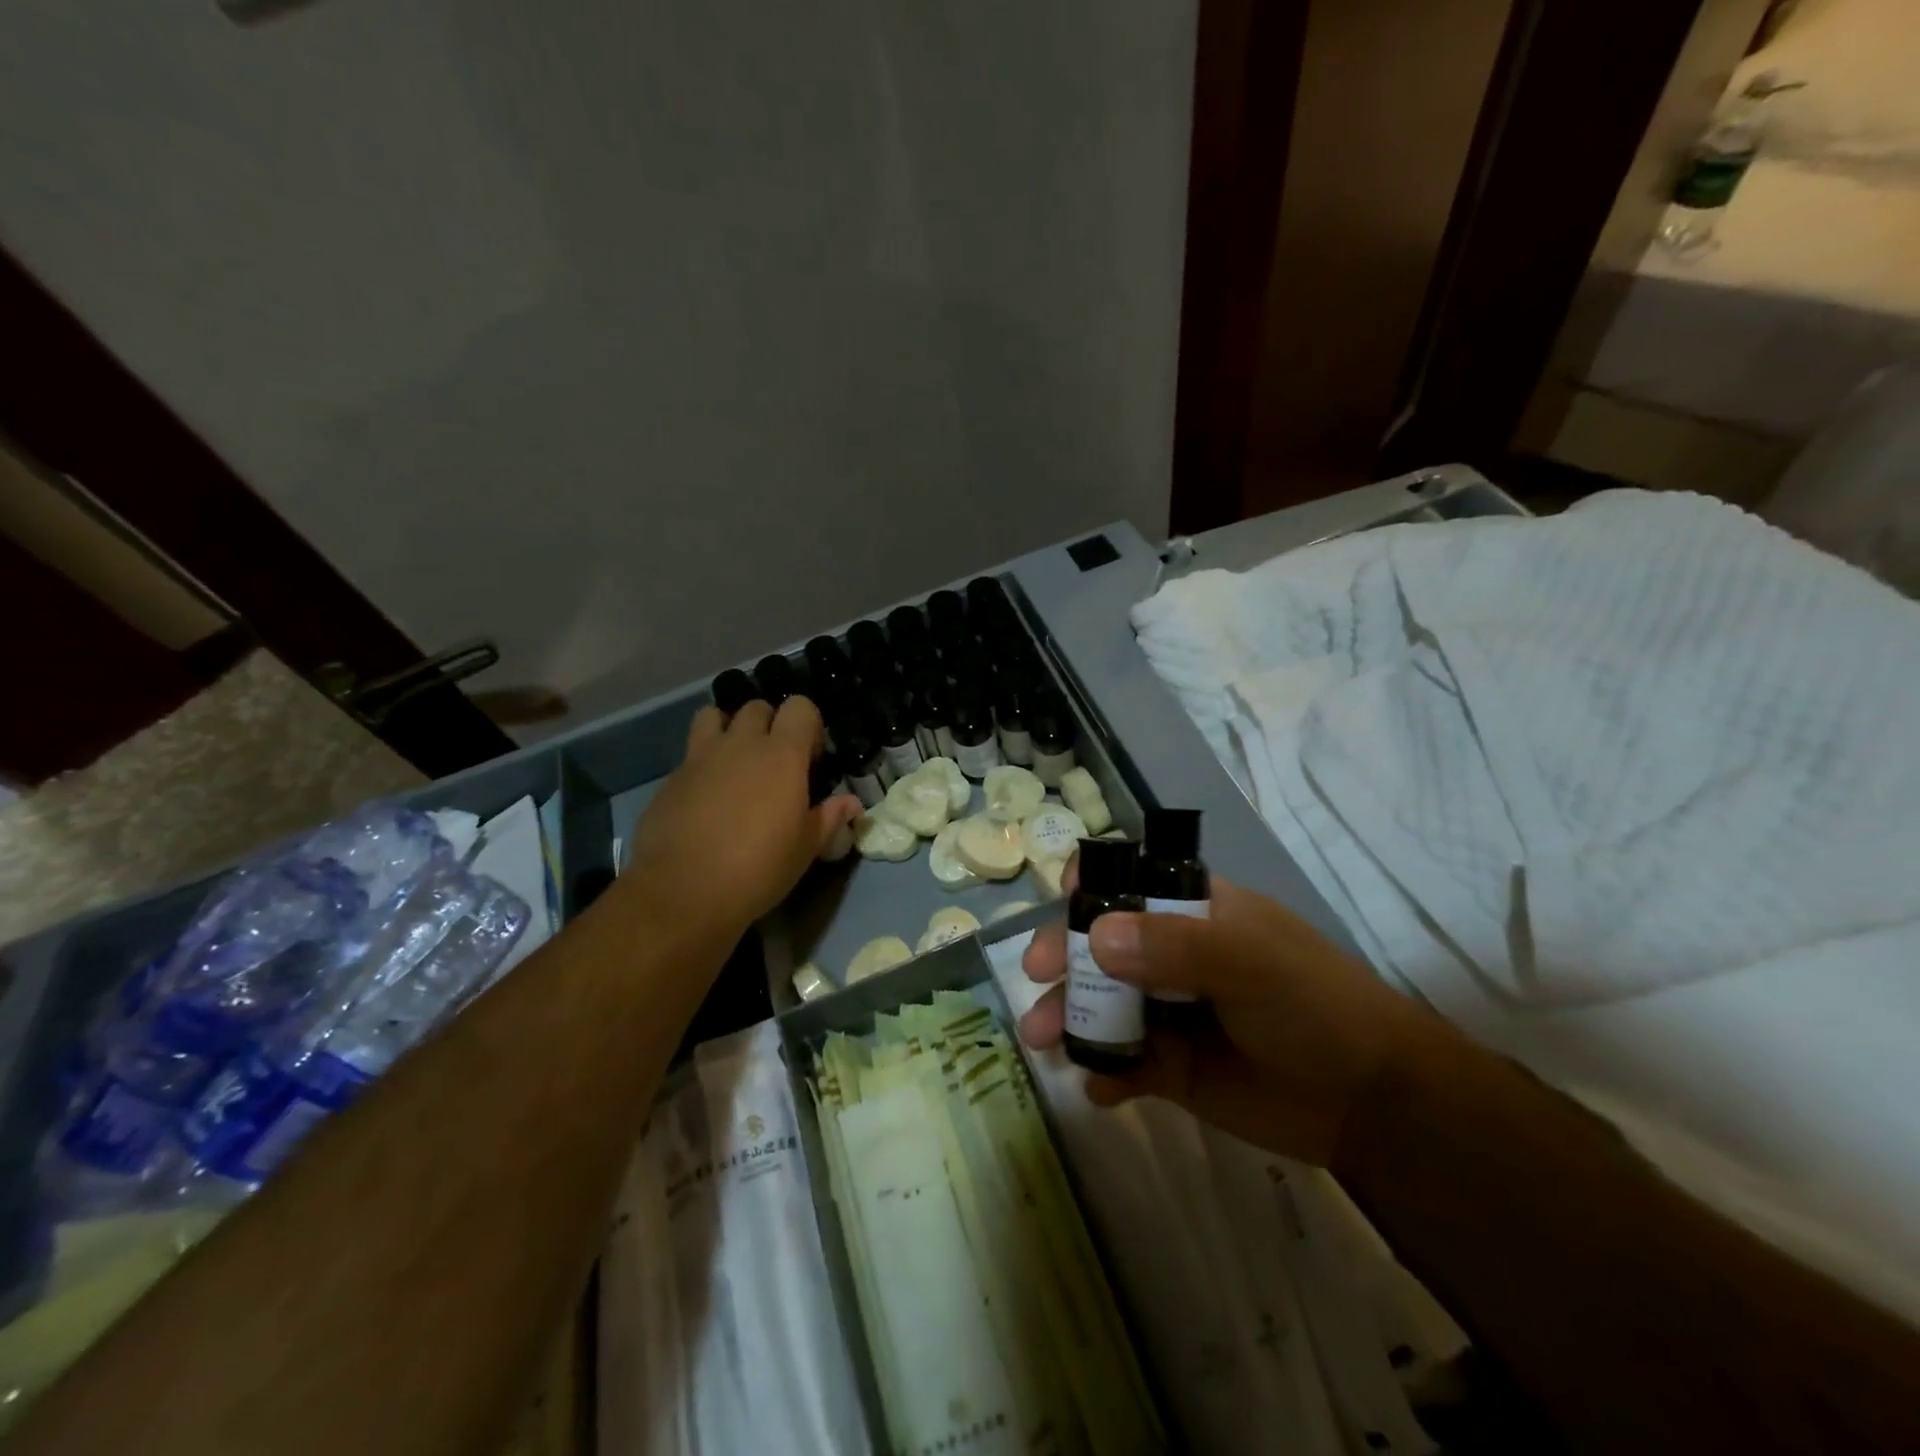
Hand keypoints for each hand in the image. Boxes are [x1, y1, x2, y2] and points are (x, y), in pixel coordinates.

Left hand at [627, 697, 860, 935]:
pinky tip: (705, 798)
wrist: (683, 891)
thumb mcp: (805, 849)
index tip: (810, 758)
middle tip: (774, 761)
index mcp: (782, 755)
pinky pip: (690, 755)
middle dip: (769, 724)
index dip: (809, 725)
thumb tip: (852, 804)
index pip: (800, 707)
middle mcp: (741, 744)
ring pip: (713, 716)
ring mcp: (700, 757)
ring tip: (734, 762)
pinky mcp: (670, 778)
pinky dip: (702, 764)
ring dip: (727, 729)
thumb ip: (829, 818)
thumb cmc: (758, 868)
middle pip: (757, 707)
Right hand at [1020, 866, 1438, 1165]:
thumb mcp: (1251, 963)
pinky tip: (1098, 1088)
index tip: (1065, 896)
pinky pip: (1121, 1062)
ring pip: (1100, 1003)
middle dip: (1063, 954)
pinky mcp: (1169, 1066)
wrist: (1368, 1103)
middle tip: (1037, 976)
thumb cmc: (1314, 1005)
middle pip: (1099, 943)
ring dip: (1069, 1016)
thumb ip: (1175, 947)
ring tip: (1044, 1041)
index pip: (1131, 881)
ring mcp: (1167, 1010)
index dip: (1094, 883)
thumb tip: (1094, 936)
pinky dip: (1102, 1072)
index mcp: (1192, 912)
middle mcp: (1171, 954)